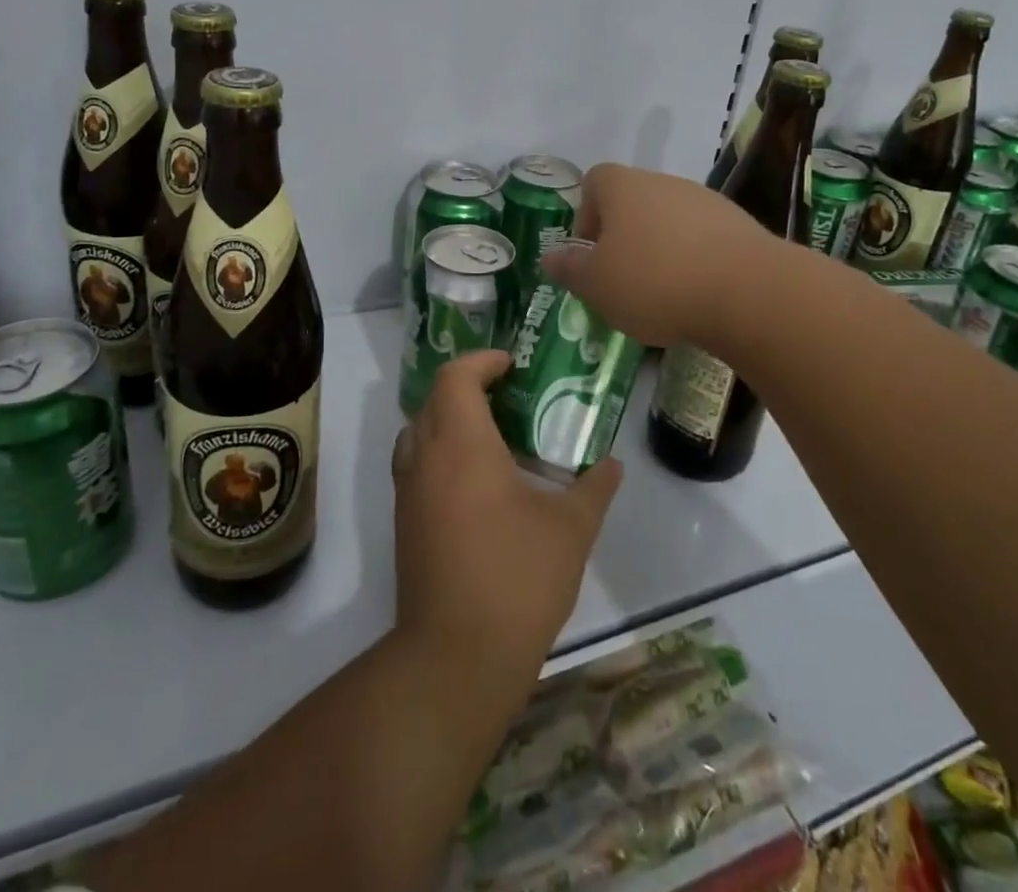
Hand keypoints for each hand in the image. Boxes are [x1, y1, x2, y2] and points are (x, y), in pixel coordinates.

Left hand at [392, 351, 621, 685]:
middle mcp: (426, 458)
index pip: (456, 377)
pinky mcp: (404, 523)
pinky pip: (416, 464)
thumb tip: (613, 465)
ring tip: (492, 433)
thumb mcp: (571, 530)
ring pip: (419, 431)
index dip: (482, 360)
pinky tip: (476, 481)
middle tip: (509, 395)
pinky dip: (439, 452)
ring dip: (449, 418)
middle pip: (434, 398)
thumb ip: (594, 488)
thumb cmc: (516, 578)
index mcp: (462, 445)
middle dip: (468, 386)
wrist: (456, 657)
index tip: (512, 364)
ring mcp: (408, 492)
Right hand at [539, 162, 768, 347]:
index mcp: (624, 187)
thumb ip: (570, 269)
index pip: (594, 181)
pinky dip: (695, 261)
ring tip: (662, 294)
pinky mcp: (741, 226)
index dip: (586, 215)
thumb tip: (550, 257)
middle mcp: (665, 183)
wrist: (749, 292)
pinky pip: (704, 239)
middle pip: (633, 201)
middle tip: (622, 280)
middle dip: (624, 237)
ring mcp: (706, 201)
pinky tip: (698, 296)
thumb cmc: (655, 281)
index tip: (591, 253)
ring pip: (670, 220)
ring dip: (660, 249)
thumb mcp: (597, 285)